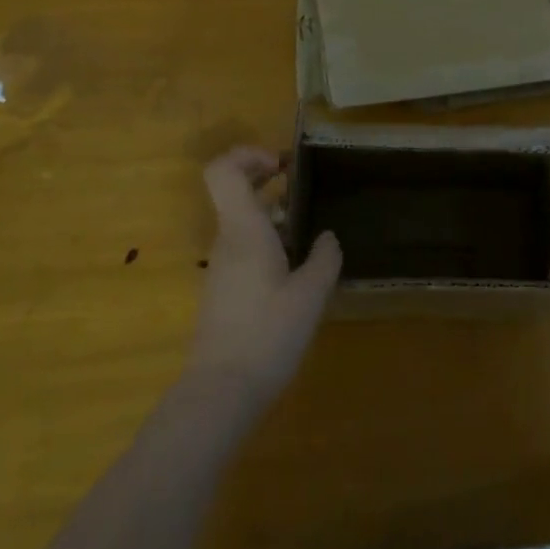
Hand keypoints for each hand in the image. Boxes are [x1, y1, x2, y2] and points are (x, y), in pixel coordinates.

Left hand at [186, 147, 341, 412]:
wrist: (221, 393)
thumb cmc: (267, 335)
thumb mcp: (311, 295)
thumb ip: (325, 258)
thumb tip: (328, 237)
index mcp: (244, 230)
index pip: (223, 171)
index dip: (248, 155)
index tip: (282, 166)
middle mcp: (227, 240)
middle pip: (234, 190)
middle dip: (265, 178)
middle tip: (300, 185)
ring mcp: (222, 266)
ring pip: (242, 220)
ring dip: (271, 213)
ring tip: (308, 229)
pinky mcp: (224, 289)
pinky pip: (243, 246)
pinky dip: (267, 240)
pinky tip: (295, 266)